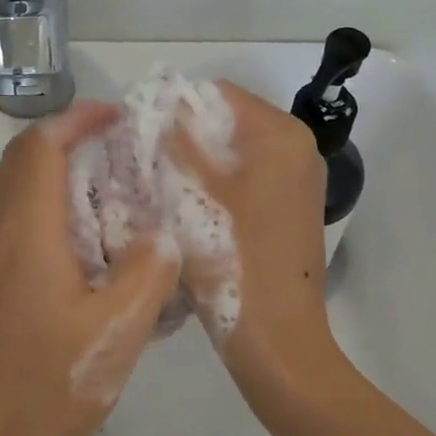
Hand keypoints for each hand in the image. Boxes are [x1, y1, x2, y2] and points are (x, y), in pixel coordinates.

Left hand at [0, 102, 179, 435]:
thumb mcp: (119, 333)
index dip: (76, 120)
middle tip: (122, 168)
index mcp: (21, 234)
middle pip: (21, 169)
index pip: (39, 146)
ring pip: (11, 207)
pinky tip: (73, 275)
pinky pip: (3, 243)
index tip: (116, 119)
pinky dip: (40, 232)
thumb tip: (159, 237)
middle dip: (70, 153)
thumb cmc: (48, 390)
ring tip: (108, 221)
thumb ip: (149, 271)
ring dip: (56, 195)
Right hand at [167, 81, 343, 423]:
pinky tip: (184, 211)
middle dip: (185, 138)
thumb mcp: (195, 196)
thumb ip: (179, 142)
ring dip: (196, 165)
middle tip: (142, 164)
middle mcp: (297, 150)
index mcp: (281, 137)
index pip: (218, 95)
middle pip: (227, 124)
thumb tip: (161, 106)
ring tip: (157, 187)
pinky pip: (244, 182)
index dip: (175, 109)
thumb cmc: (235, 262)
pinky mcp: (287, 211)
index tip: (138, 136)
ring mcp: (296, 183)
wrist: (277, 340)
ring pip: (233, 156)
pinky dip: (215, 187)